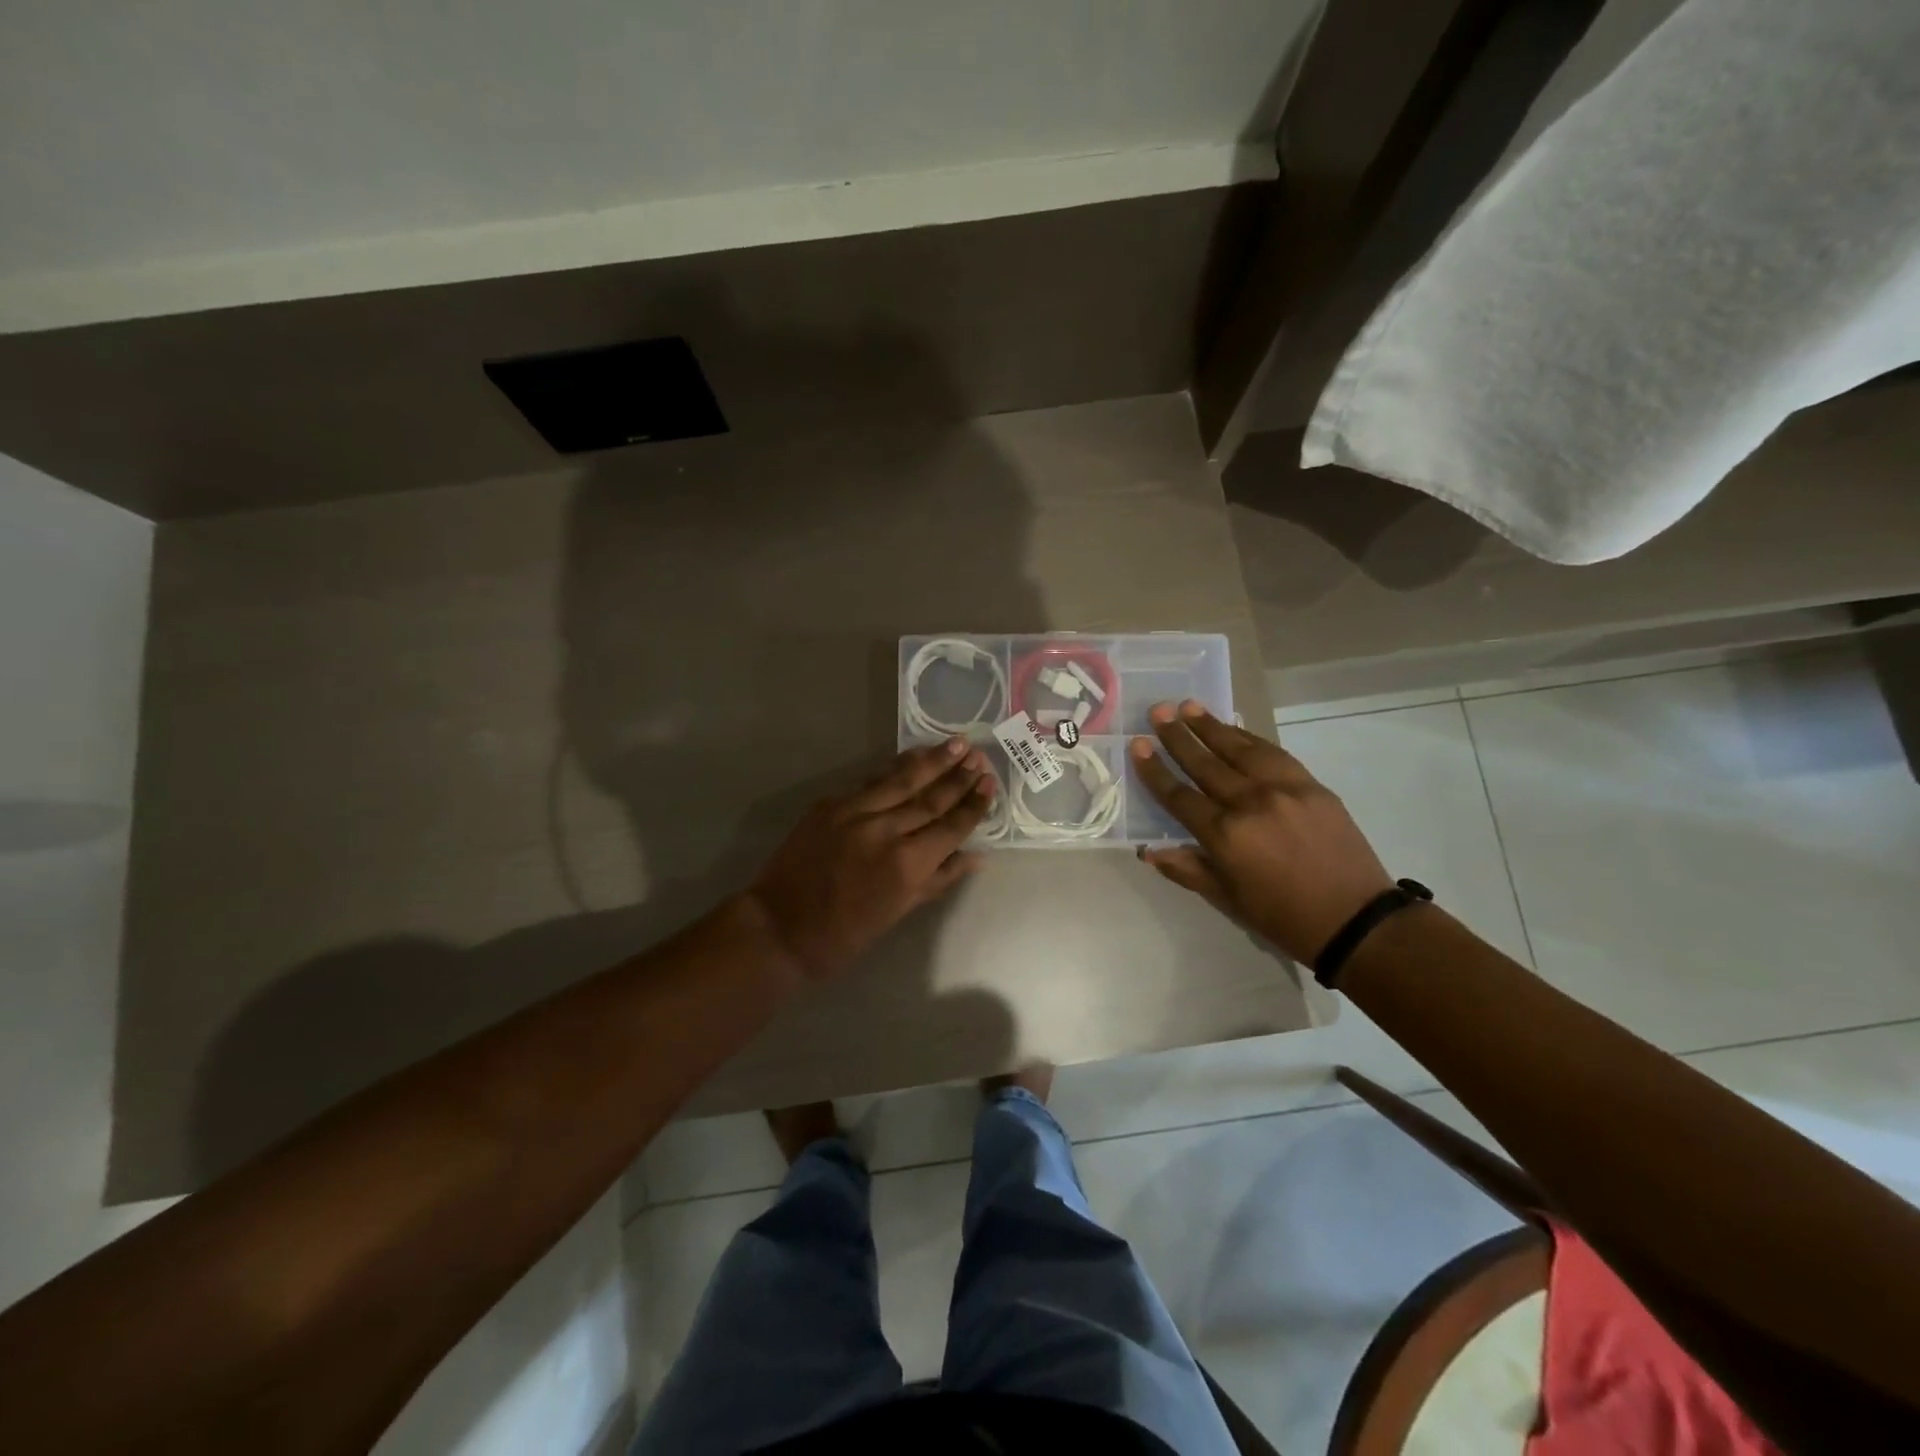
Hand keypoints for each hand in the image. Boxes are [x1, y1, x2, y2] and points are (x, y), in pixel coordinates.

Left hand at [746, 738, 995, 980]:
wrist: (779, 927)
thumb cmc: (844, 934)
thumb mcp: (898, 913)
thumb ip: (938, 879)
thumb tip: (976, 856)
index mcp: (906, 865)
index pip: (950, 827)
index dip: (973, 804)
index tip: (990, 784)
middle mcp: (885, 831)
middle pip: (931, 798)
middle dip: (958, 777)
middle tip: (979, 756)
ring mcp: (855, 813)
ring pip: (902, 780)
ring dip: (931, 761)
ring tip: (955, 743)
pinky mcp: (830, 805)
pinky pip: (870, 782)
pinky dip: (894, 768)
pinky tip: (911, 757)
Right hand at [1128, 701, 1392, 963]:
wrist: (1356, 920)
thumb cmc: (1283, 918)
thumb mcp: (1227, 900)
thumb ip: (1188, 869)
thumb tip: (1149, 850)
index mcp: (1225, 836)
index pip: (1179, 796)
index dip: (1155, 771)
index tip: (1138, 745)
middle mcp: (1250, 803)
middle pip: (1206, 764)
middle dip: (1178, 737)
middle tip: (1158, 712)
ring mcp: (1284, 790)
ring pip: (1240, 749)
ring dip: (1212, 727)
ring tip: (1189, 706)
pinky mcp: (1312, 786)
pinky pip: (1274, 754)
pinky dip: (1251, 738)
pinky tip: (1235, 728)